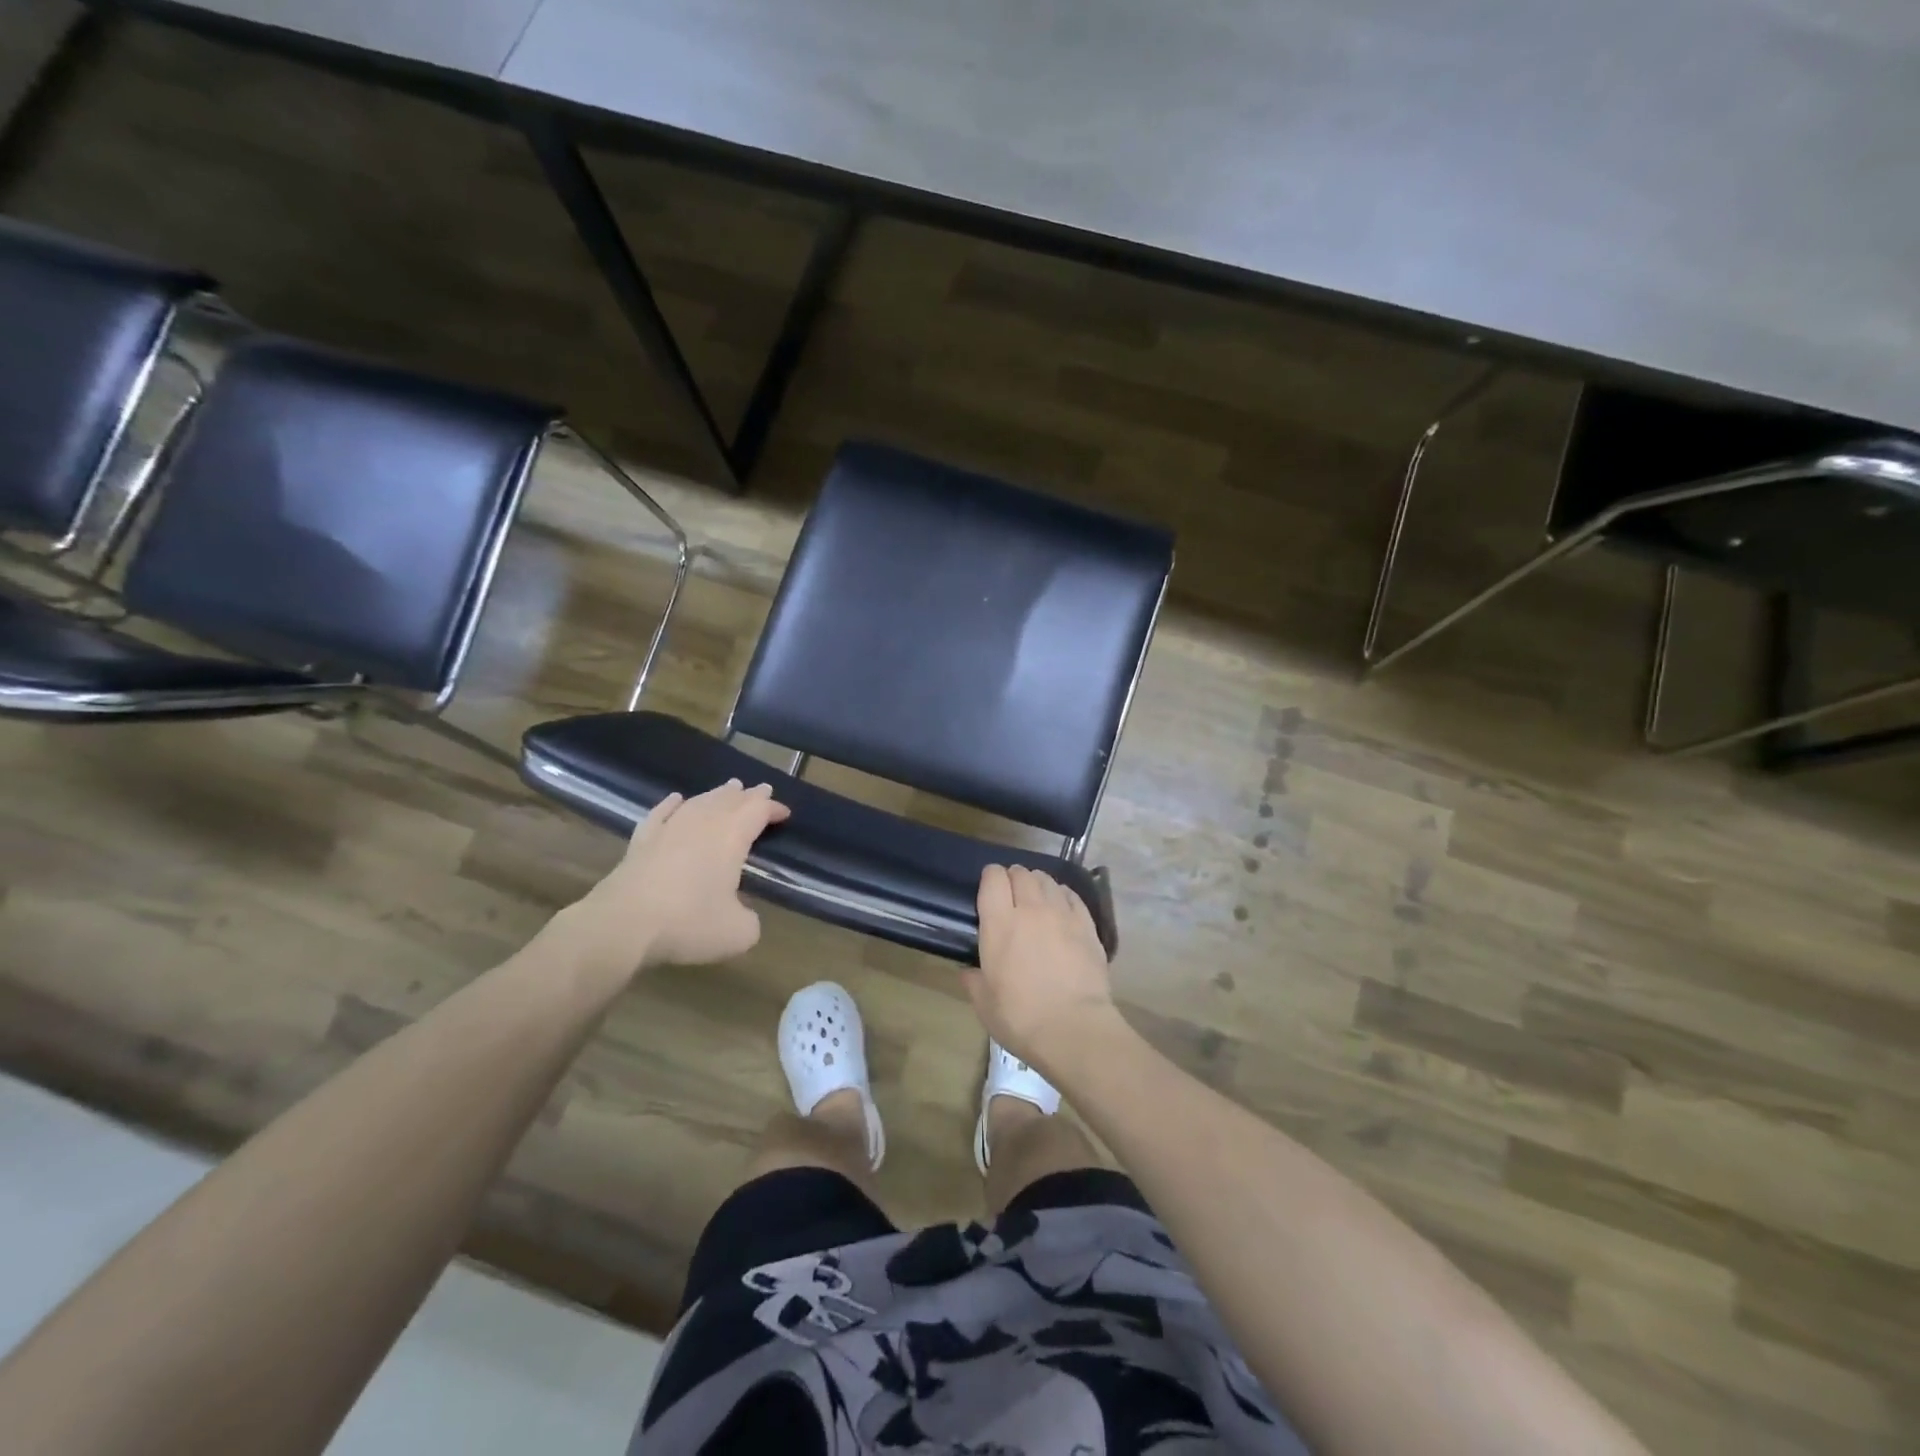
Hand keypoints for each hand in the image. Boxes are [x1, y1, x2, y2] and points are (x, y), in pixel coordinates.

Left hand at [562, 779, 789, 975]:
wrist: (623, 924)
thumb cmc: (689, 923)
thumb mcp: (738, 933)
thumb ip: (750, 920)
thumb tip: (744, 915)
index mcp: (731, 837)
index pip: (758, 811)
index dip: (773, 808)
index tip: (785, 813)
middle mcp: (702, 824)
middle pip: (729, 800)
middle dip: (748, 795)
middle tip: (760, 789)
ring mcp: (668, 829)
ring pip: (698, 801)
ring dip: (716, 794)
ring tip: (727, 789)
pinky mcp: (641, 841)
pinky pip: (661, 813)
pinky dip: (672, 804)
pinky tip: (676, 799)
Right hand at [965, 865, 1118, 1074]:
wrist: (1074, 1029)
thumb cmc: (1021, 1018)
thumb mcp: (984, 1004)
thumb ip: (974, 981)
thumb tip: (969, 971)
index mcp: (1000, 923)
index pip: (993, 878)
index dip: (990, 878)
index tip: (989, 890)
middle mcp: (1031, 909)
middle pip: (1022, 874)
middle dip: (1014, 878)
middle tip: (1012, 896)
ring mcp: (1062, 914)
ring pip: (1048, 880)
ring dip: (1038, 884)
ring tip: (1037, 899)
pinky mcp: (1087, 925)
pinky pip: (1072, 896)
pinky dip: (1063, 895)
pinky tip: (1061, 907)